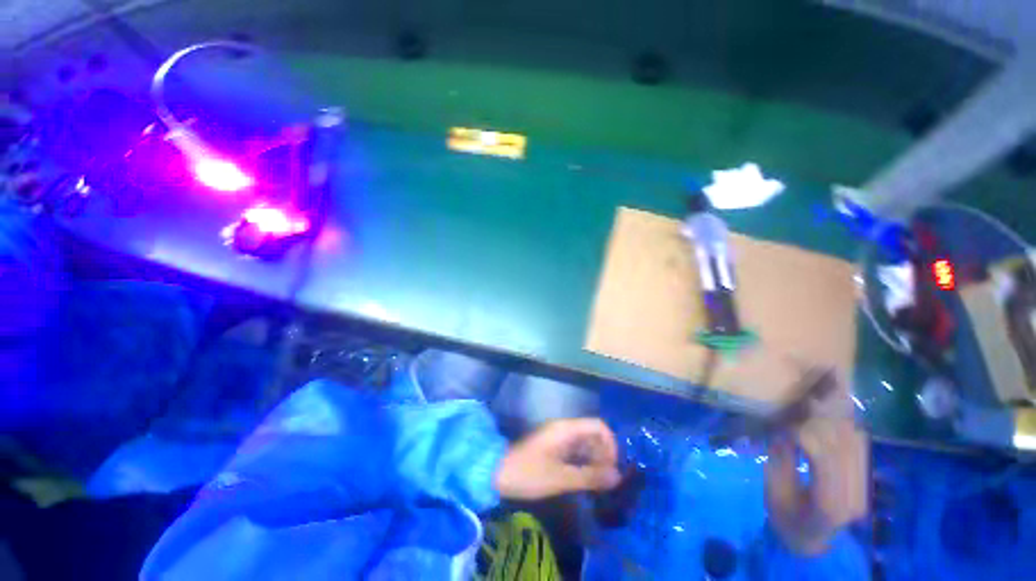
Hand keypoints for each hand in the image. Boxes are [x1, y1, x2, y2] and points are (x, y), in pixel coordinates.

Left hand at [494, 418, 621, 500]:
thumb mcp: (560, 478)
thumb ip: (589, 476)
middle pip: (593, 434)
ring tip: (598, 483)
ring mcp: (558, 437)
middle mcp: (564, 429)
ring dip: (595, 460)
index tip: (612, 468)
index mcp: (566, 429)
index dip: (610, 445)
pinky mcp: (554, 447)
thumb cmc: (529, 473)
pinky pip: (576, 450)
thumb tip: (617, 477)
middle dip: (604, 454)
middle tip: (606, 481)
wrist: (498, 472)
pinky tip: (585, 479)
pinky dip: (584, 462)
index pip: (598, 426)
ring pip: (585, 443)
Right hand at [765, 412, 867, 554]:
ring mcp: (863, 488)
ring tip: (812, 404)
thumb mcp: (773, 492)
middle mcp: (854, 495)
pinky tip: (829, 416)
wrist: (810, 540)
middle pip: (843, 446)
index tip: (784, 420)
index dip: (804, 433)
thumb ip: (780, 460)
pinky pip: (859, 445)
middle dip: (819, 421)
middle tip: (797, 404)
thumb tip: (784, 429)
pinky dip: (844, 426)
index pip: (824, 458)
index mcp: (829, 505)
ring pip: (855, 442)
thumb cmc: (785, 517)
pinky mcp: (864, 480)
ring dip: (835, 420)